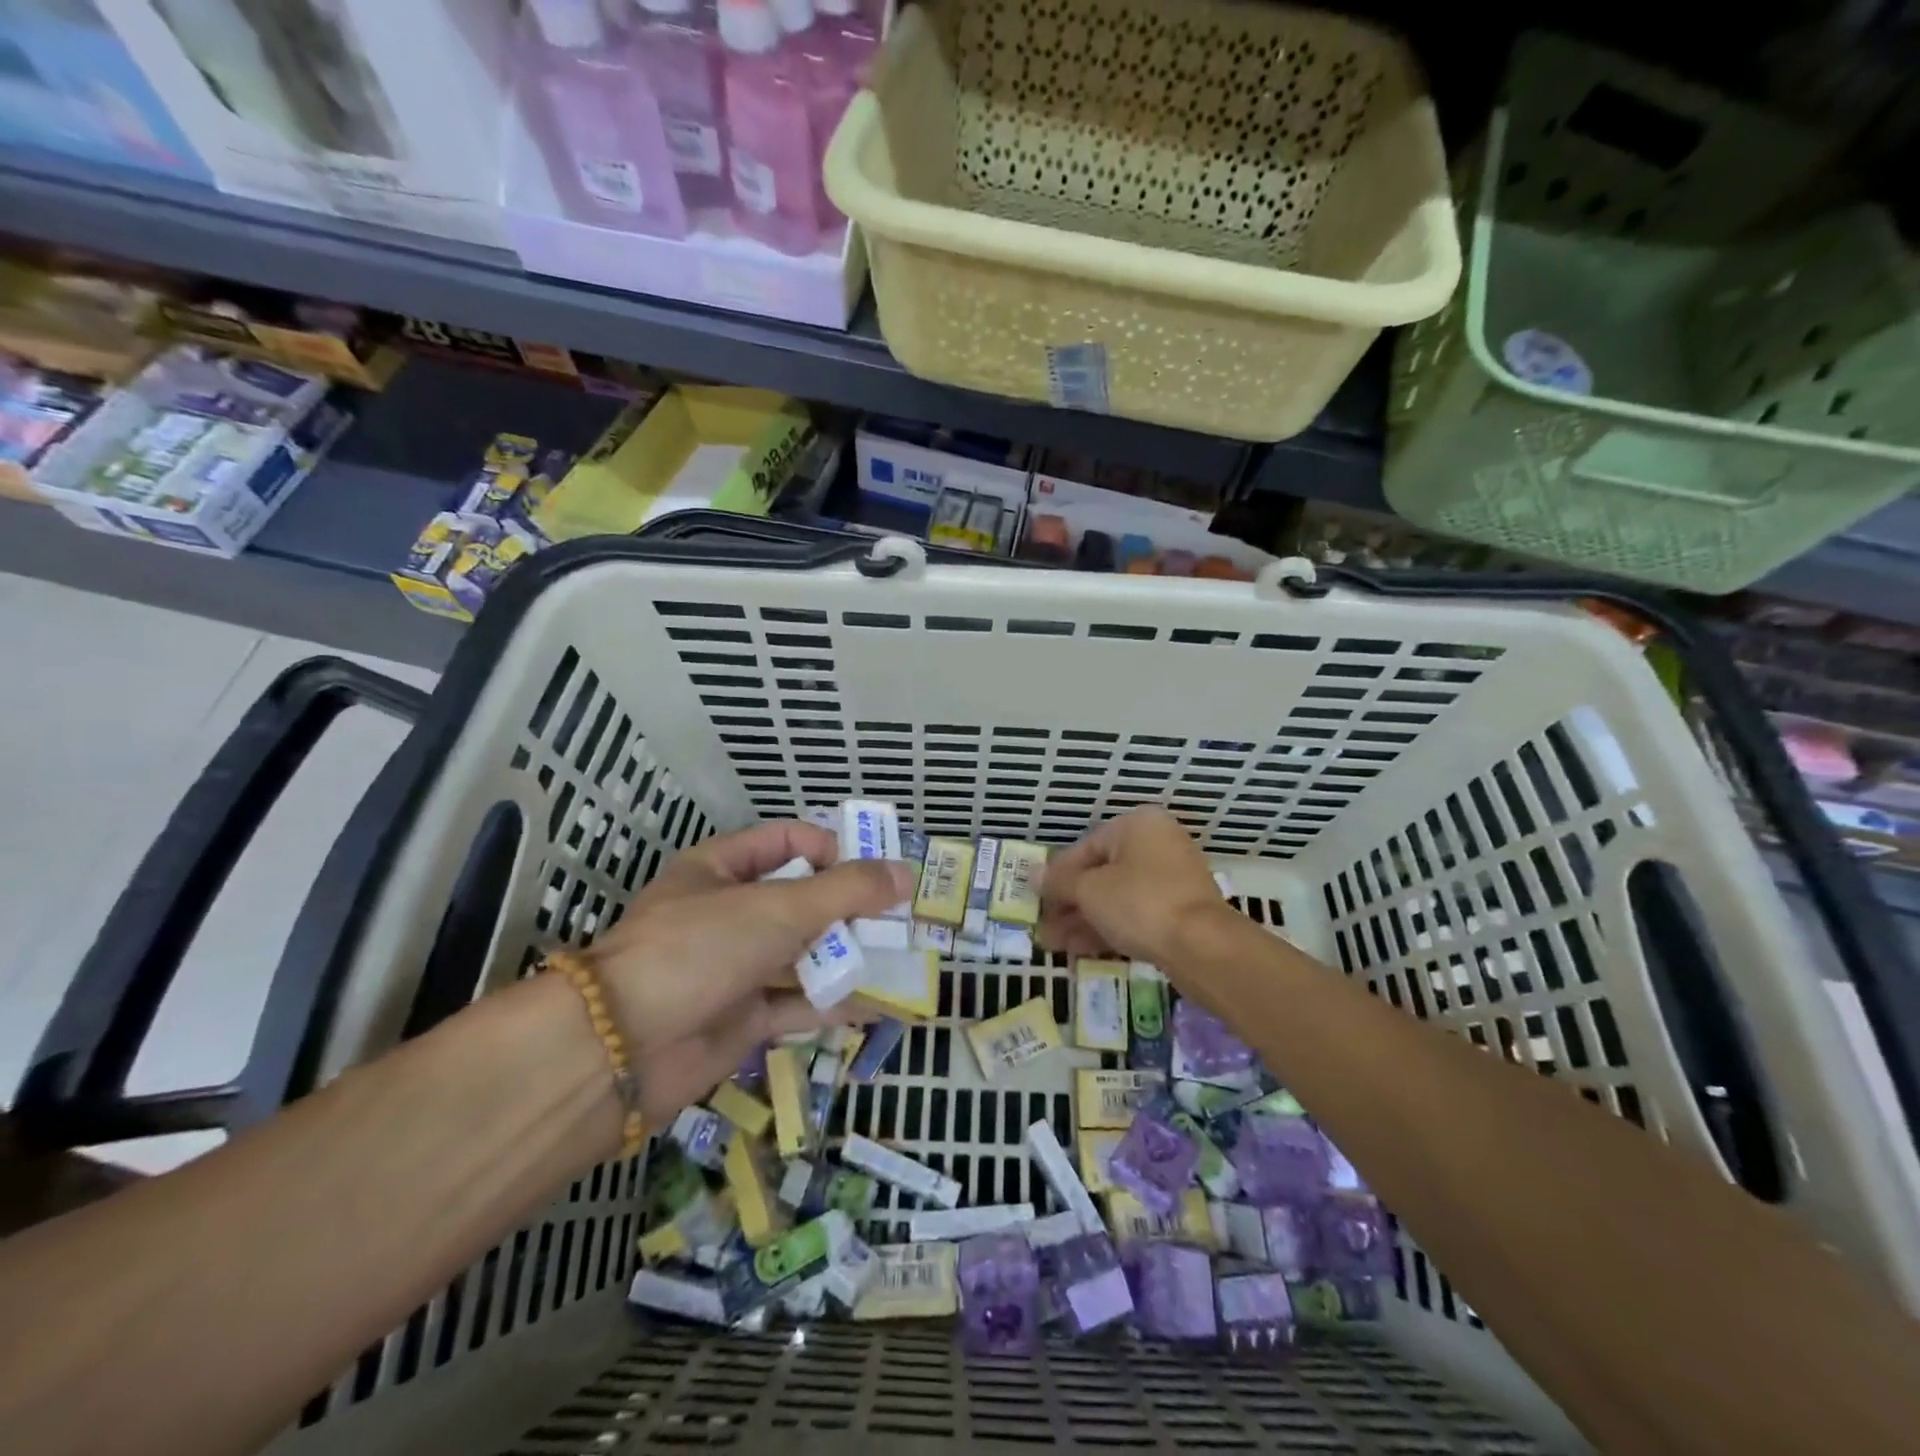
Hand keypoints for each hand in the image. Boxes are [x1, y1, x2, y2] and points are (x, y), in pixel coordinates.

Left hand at [584, 820, 909, 1122]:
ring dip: (847, 954)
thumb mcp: (778, 907)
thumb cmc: (700, 948)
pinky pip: (798, 1002)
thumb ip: (846, 890)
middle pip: (801, 899)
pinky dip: (835, 1002)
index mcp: (721, 869)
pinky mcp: (743, 1017)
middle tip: (900, 916)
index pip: (787, 842)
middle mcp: (729, 913)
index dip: (832, 849)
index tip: (875, 869)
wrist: (623, 1048)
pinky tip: (880, 1003)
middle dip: (850, 907)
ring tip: (901, 955)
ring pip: (803, 953)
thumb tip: (904, 873)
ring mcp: (735, 966)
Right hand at [1039, 807, 1225, 964]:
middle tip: (1042, 927)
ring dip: (1083, 920)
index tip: (1035, 899)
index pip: (1085, 847)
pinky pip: (1135, 914)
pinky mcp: (1179, 911)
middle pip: (1100, 873)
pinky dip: (1108, 927)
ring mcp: (1171, 879)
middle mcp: (1157, 844)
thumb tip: (1032, 874)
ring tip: (1053, 945)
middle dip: (1068, 903)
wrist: (1203, 947)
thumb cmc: (1139, 903)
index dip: (1056, 875)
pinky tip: (1079, 950)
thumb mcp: (1089, 890)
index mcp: (1137, 825)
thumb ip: (1058, 882)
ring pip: (1116, 897)